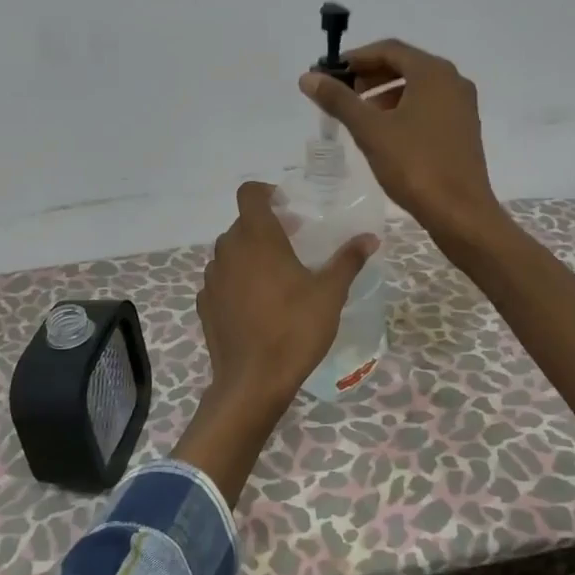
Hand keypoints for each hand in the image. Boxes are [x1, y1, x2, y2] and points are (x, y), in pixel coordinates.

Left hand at [172, 181, 377, 503]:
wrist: (252, 381)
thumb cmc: (295, 330)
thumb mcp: (330, 294)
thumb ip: (348, 260)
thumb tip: (370, 237)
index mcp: (257, 237)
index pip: (250, 193)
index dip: (266, 192)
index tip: (287, 206)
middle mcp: (228, 250)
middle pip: (243, 223)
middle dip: (266, 227)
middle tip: (294, 243)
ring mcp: (212, 278)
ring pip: (230, 251)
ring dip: (250, 254)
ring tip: (276, 276)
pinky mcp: (204, 303)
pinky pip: (222, 279)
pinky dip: (237, 281)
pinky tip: (257, 304)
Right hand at [299, 38, 505, 248]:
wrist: (460, 212)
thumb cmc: (414, 165)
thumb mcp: (370, 130)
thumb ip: (339, 100)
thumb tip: (308, 77)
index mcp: (433, 72)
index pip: (389, 49)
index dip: (355, 57)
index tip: (329, 72)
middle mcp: (452, 81)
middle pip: (404, 65)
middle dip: (369, 75)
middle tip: (340, 92)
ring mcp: (461, 106)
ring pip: (417, 87)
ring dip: (385, 93)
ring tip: (358, 113)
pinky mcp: (463, 129)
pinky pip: (428, 106)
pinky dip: (403, 108)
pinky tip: (384, 132)